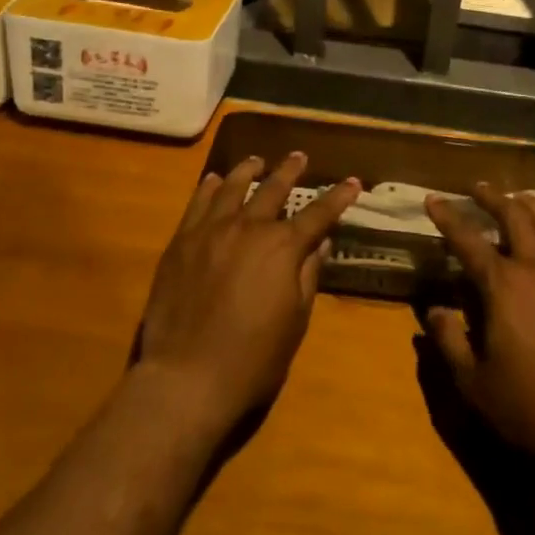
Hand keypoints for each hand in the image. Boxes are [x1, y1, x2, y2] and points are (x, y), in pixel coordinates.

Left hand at [134, 153, 360, 434]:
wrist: (186, 378)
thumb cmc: (252, 359)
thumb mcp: (295, 321)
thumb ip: (308, 275)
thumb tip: (319, 242)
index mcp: (282, 248)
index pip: (318, 214)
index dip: (338, 197)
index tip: (353, 181)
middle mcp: (249, 228)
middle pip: (273, 190)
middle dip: (290, 171)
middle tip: (299, 156)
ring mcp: (211, 231)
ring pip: (233, 188)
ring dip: (249, 170)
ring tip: (257, 160)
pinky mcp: (181, 242)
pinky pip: (197, 203)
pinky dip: (209, 188)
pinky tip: (214, 180)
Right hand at [424, 185, 534, 472]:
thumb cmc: (529, 406)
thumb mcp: (474, 382)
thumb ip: (449, 341)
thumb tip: (435, 310)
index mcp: (503, 285)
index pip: (467, 240)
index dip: (448, 217)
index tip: (433, 198)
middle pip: (514, 217)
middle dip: (492, 198)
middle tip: (477, 187)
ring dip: (529, 205)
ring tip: (517, 197)